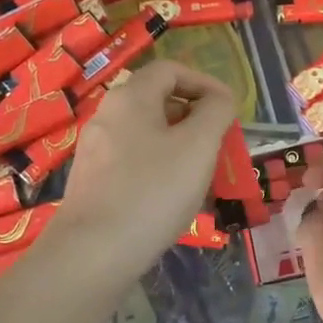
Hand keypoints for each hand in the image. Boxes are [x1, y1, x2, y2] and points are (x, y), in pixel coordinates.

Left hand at [56, 60, 234, 279]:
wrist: (94, 253)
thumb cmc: (153, 191)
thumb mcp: (199, 146)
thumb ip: (216, 112)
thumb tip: (219, 99)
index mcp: (131, 97)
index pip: (171, 70)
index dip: (205, 82)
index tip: (229, 110)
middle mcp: (107, 115)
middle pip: (158, 100)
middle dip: (194, 117)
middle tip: (219, 144)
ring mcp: (96, 150)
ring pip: (147, 134)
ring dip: (179, 145)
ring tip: (201, 174)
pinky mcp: (93, 181)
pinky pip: (134, 161)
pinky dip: (159, 168)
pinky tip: (172, 198)